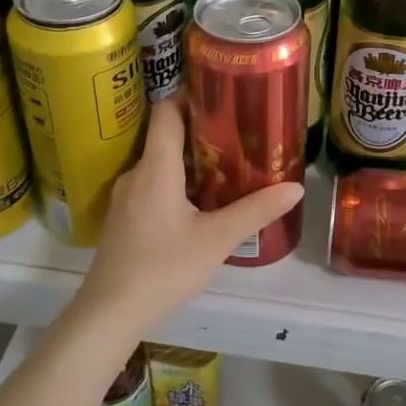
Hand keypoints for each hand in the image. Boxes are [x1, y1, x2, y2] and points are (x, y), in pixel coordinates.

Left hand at [76, 97, 304, 330]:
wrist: (110, 313)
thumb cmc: (164, 268)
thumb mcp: (217, 239)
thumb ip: (256, 210)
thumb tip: (295, 187)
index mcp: (156, 168)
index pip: (166, 111)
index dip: (191, 94)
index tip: (222, 93)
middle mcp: (136, 174)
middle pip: (166, 135)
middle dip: (201, 129)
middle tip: (239, 130)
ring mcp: (126, 197)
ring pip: (160, 163)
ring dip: (191, 159)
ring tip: (227, 163)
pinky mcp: (124, 218)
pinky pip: (153, 184)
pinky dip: (177, 180)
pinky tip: (201, 200)